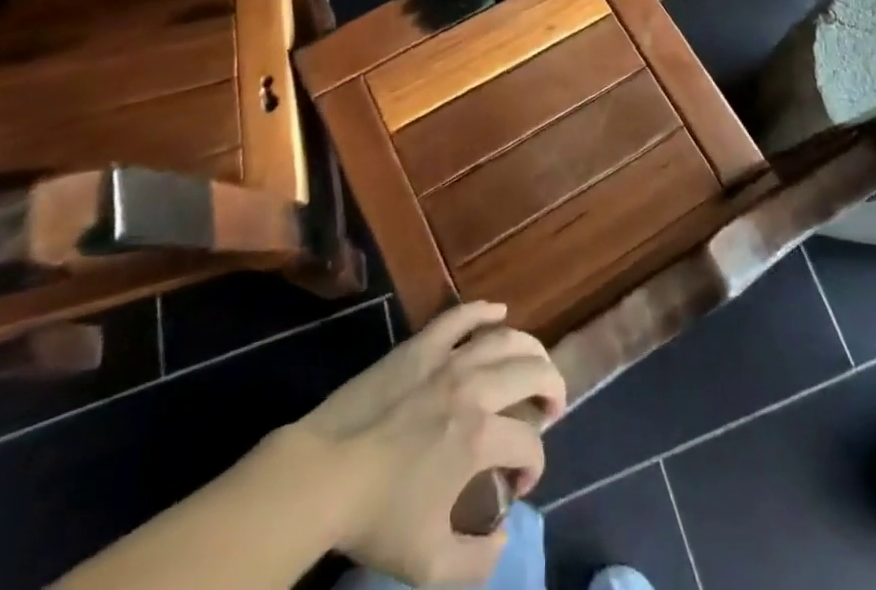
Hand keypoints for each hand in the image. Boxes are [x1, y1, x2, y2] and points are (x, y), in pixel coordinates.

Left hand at [263, 301, 565, 586]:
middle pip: (532, 372)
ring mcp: (447, 359)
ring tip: (536, 364)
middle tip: (551, 407)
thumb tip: (503, 536)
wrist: (323, 474)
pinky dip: (484, 311)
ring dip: (530, 349)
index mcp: (480, 438)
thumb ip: (478, 560)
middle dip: (552, 389)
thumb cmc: (377, 517)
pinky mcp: (422, 344)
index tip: (516, 486)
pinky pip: (461, 316)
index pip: (530, 444)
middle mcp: (475, 388)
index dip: (533, 467)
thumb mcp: (430, 563)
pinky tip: (499, 312)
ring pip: (505, 338)